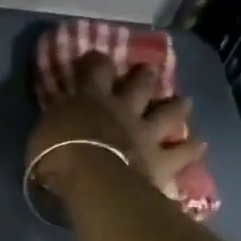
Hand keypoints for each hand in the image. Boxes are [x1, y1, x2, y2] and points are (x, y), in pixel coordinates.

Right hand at [25, 57, 206, 204]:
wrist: (94, 182)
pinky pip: (183, 151)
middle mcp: (123, 109)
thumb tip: (61, 120)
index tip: (94, 58)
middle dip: (144, 76)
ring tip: (183, 103)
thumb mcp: (42, 135)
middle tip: (148, 71)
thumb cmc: (58, 158)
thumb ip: (57, 123)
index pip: (94, 70)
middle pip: (140, 84)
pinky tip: (197, 145)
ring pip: (170, 111)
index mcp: (91, 100)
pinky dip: (190, 148)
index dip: (95, 62)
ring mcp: (146, 133)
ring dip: (177, 106)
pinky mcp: (162, 159)